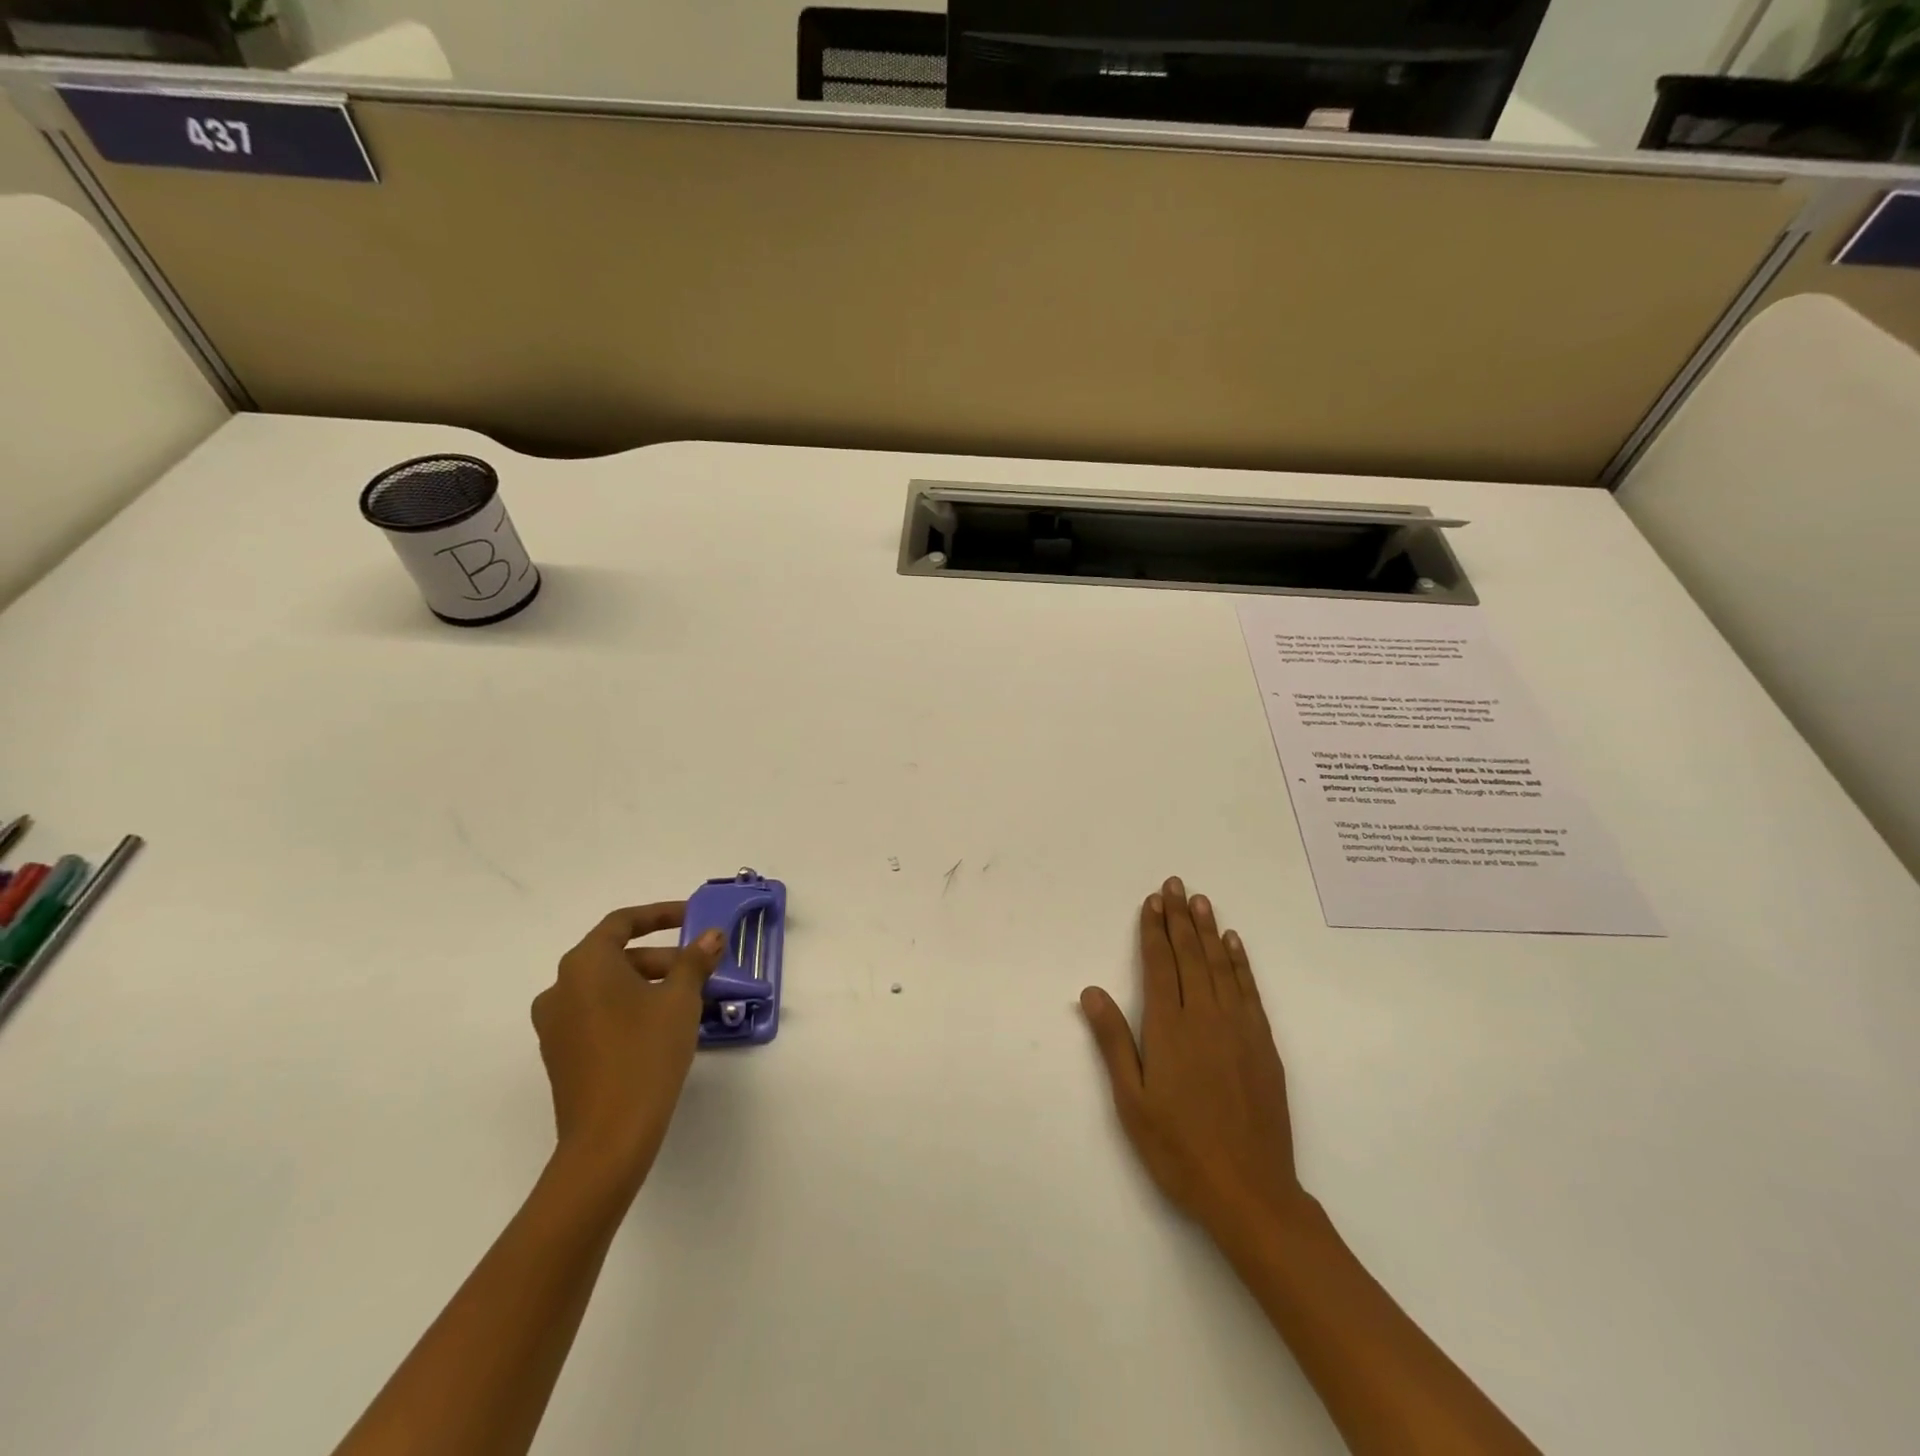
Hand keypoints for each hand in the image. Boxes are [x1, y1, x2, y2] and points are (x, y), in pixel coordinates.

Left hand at [531, 904, 725, 1191]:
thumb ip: (695, 961)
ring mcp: (555, 1025)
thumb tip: (711, 935)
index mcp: (585, 965)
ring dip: (649, 985)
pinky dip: (630, 1009)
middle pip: (616, 956)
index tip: (693, 917)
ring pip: (608, 988)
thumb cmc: (645, 1053)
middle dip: (662, 957)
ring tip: (690, 1000)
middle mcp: (561, 988)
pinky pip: (599, 1015)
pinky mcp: (561, 1055)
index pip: (623, 922)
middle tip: (701, 969)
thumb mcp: (681, 1000)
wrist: (609, 1137)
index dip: (661, 914)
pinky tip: (663, 1028)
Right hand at [1080, 877, 1305, 1240]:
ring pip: (1220, 965)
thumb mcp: (1131, 1101)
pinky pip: (1249, 990)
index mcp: (1169, 1028)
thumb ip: (1113, 1042)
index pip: (1160, 965)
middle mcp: (1205, 1017)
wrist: (1250, 1191)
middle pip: (1190, 955)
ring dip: (1209, 930)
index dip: (1154, 930)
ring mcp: (1239, 1028)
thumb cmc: (1178, 1149)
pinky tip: (1234, 944)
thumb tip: (1092, 991)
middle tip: (1174, 884)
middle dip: (1179, 918)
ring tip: (1201, 901)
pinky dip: (1240, 962)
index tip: (1152, 901)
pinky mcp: (1263, 1044)